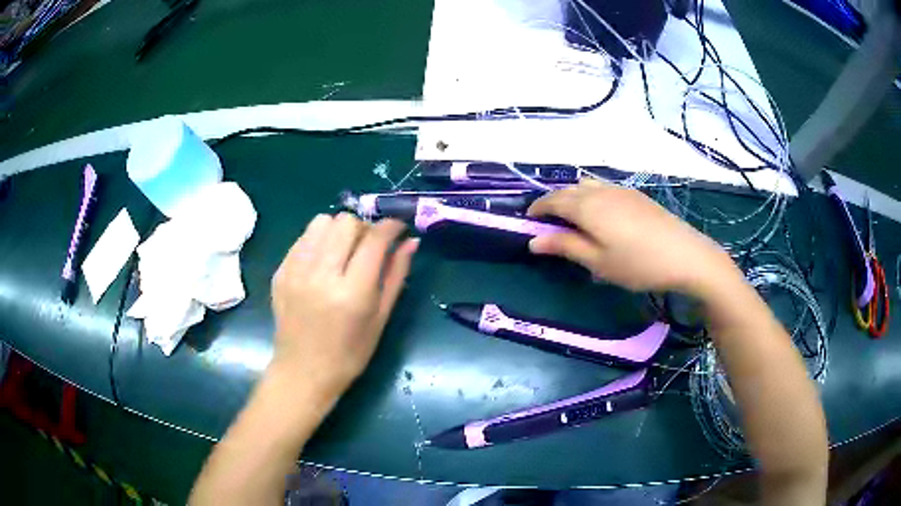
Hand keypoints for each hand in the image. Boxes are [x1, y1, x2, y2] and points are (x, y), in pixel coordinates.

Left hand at [270, 213, 418, 401]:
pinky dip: (318, 241)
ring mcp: (296, 271)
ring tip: (343, 251)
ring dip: (338, 230)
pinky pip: (303, 238)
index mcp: (352, 293)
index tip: (398, 228)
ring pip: (321, 222)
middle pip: (346, 222)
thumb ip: (396, 275)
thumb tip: (411, 242)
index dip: (390, 226)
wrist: (303, 372)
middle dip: (364, 227)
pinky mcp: (280, 272)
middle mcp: (321, 275)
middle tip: (369, 246)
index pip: (374, 239)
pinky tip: (323, 262)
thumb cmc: (349, 354)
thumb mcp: (380, 319)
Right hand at [528, 180, 738, 296]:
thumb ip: (565, 246)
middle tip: (549, 223)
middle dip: (554, 201)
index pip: (553, 200)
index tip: (529, 220)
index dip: (538, 208)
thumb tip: (533, 241)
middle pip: (569, 189)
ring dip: (573, 196)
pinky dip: (591, 195)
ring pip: (587, 185)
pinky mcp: (636, 195)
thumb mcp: (597, 261)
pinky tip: (601, 214)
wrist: (685, 255)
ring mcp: (621, 190)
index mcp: (586, 206)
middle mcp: (600, 191)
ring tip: (573, 217)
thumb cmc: (637, 263)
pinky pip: (604, 187)